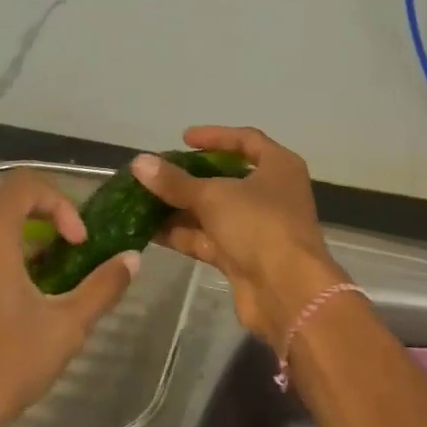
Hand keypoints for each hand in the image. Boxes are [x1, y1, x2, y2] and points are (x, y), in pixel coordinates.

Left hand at [0, 171, 138, 426]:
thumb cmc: (3, 368)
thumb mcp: (67, 327)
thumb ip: (103, 287)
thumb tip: (132, 259)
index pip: (23, 185)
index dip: (60, 202)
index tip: (78, 241)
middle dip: (34, 209)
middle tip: (62, 242)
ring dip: (9, 232)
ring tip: (40, 272)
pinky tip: (6, 296)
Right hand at [133, 126, 346, 342]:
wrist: (286, 290)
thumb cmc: (259, 226)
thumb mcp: (214, 196)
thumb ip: (175, 181)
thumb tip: (140, 162)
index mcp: (279, 167)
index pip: (247, 140)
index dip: (215, 136)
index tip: (183, 138)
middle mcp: (272, 194)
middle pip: (227, 178)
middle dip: (190, 177)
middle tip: (156, 173)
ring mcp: (258, 227)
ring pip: (214, 211)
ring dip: (180, 207)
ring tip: (141, 200)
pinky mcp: (243, 257)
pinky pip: (209, 238)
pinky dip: (183, 234)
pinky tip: (149, 230)